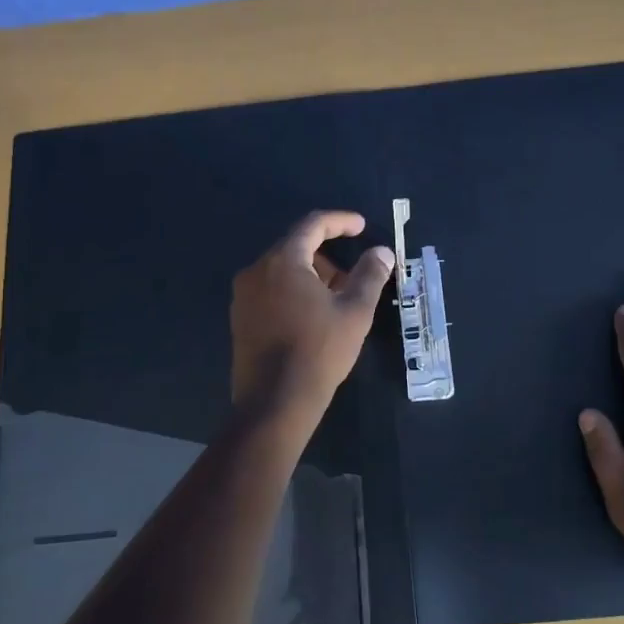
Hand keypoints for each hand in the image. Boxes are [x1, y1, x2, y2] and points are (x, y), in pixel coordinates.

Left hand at [230, 210, 395, 416]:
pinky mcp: (240, 318)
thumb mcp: (355, 311)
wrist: (275, 401)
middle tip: (354, 276)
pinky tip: (314, 316)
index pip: (312, 225)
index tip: (361, 227)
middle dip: (328, 255)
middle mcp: (256, 271)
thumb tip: (382, 252)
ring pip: (283, 271)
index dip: (340, 222)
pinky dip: (294, 291)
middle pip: (295, 247)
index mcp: (283, 261)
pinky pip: (271, 290)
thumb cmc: (319, 350)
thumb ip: (370, 275)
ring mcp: (244, 296)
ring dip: (312, 275)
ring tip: (338, 299)